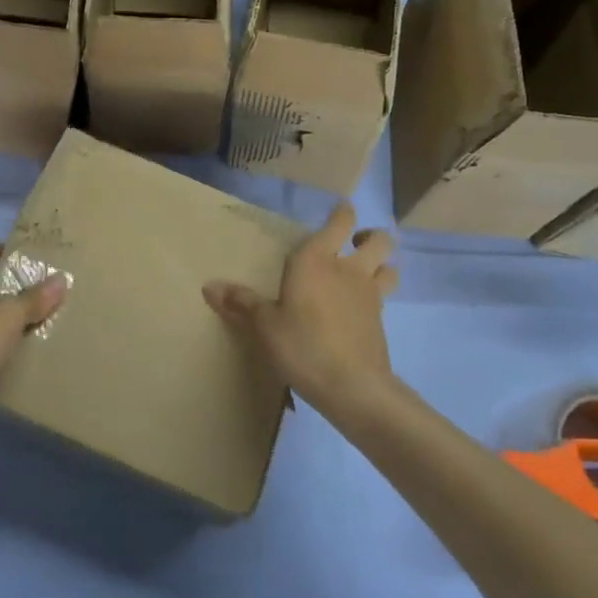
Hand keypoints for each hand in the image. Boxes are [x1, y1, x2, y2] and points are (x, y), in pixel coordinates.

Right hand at [203, 202, 396, 422]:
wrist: (353, 387)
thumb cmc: (302, 345)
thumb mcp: (264, 325)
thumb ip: (241, 302)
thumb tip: (208, 286)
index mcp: (316, 259)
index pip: (339, 222)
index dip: (342, 212)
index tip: (338, 210)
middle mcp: (348, 269)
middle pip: (378, 239)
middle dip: (369, 235)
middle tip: (352, 243)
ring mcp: (369, 294)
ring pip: (389, 265)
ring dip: (381, 263)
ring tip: (364, 271)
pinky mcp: (380, 320)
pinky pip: (384, 296)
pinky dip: (377, 294)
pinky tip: (359, 307)